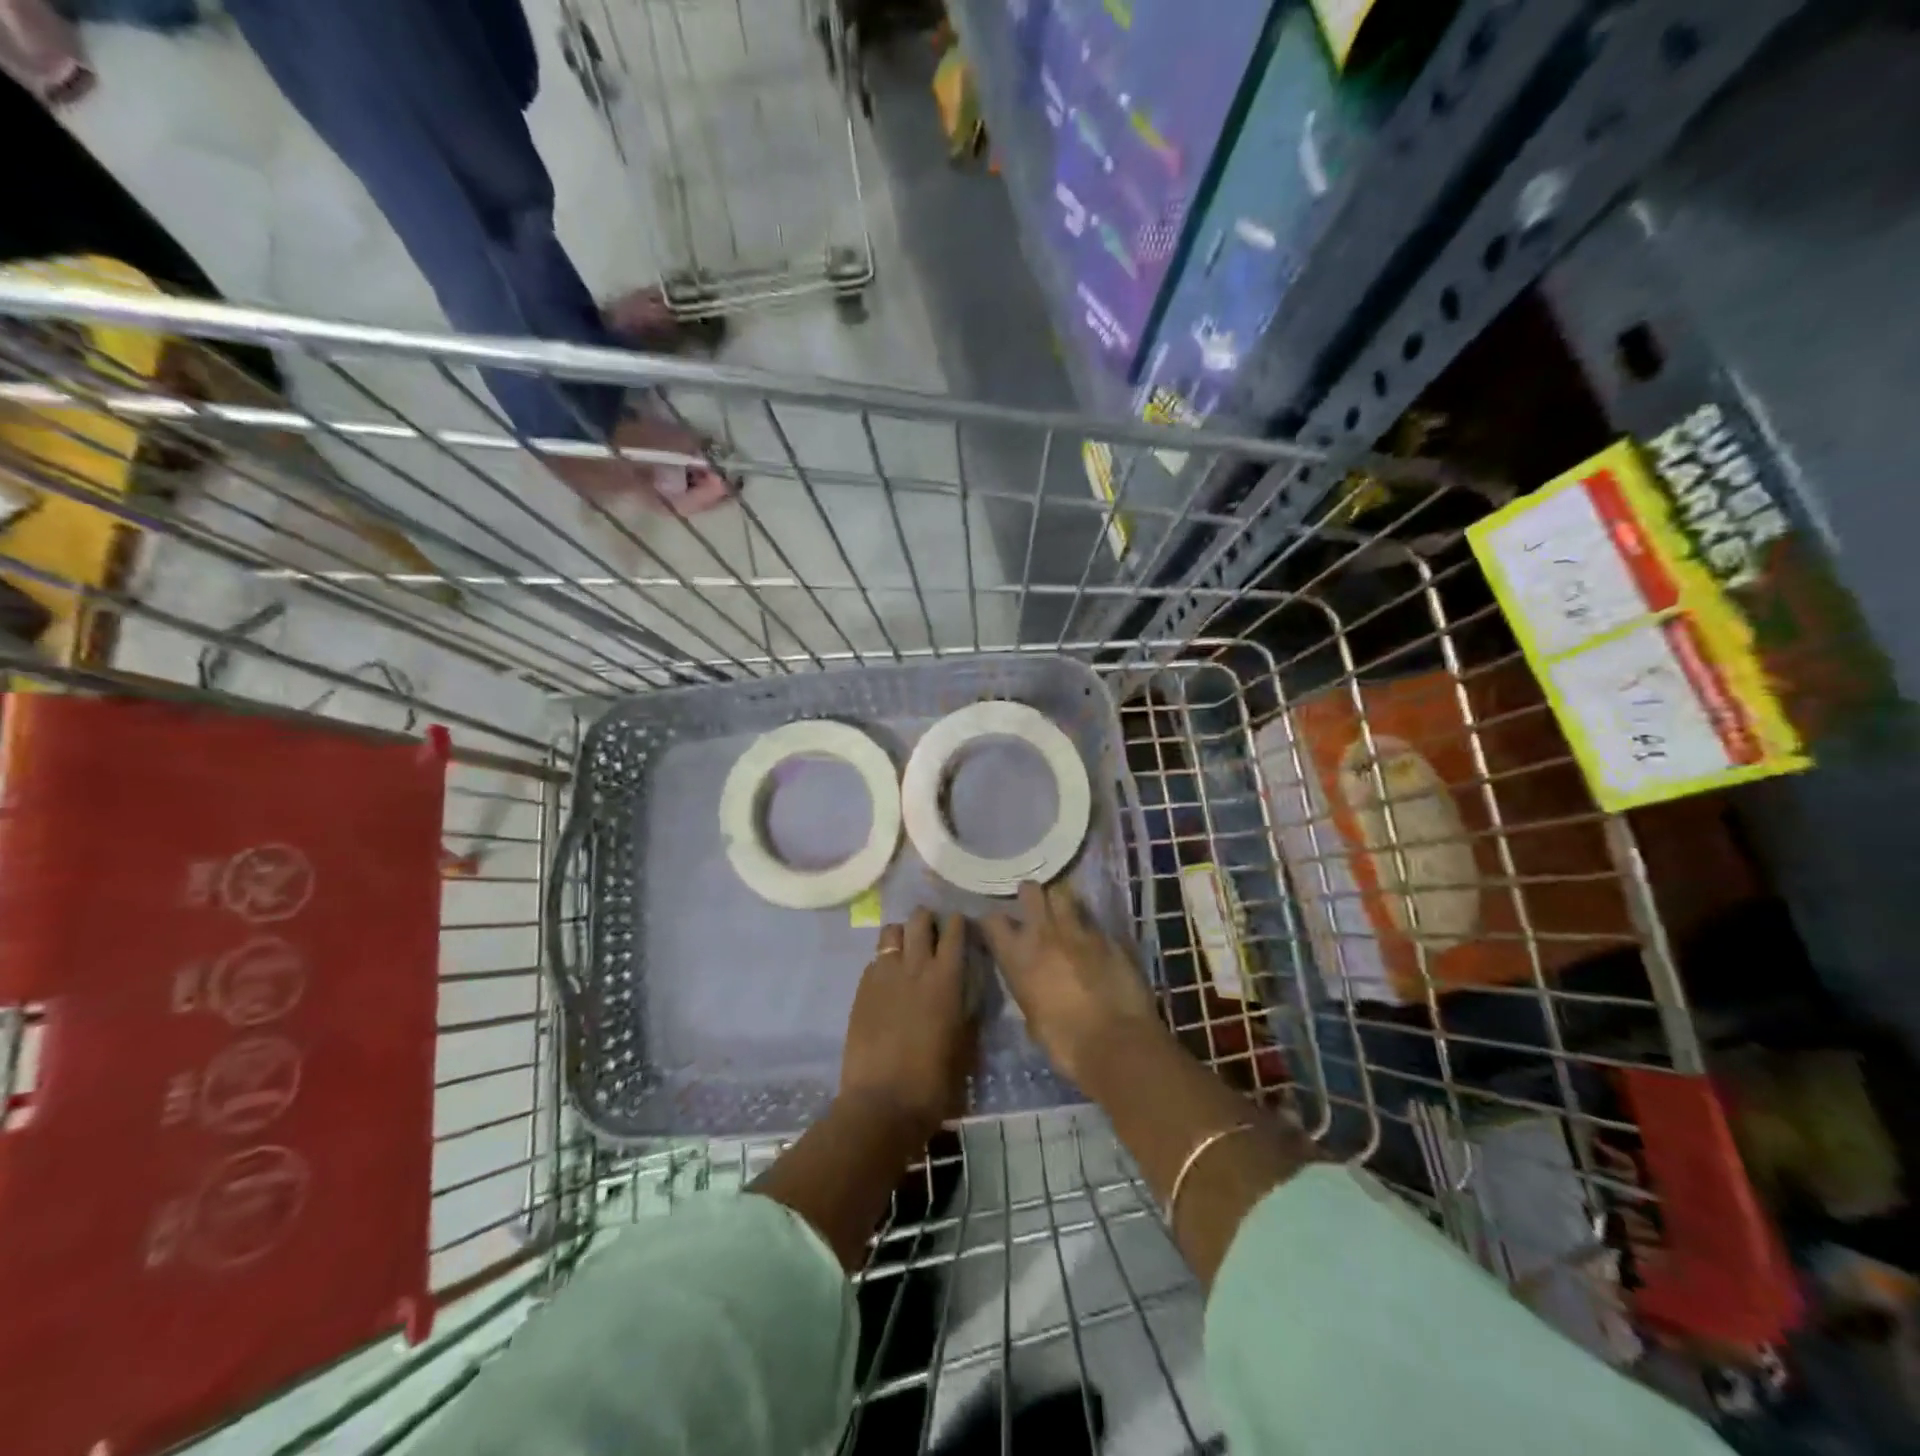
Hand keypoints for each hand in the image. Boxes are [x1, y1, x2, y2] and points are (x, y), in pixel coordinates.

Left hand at [839, 908, 976, 1139]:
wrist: (882, 1103)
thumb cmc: (934, 1081)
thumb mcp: (965, 1045)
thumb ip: (967, 1011)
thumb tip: (966, 995)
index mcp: (947, 978)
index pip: (954, 931)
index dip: (958, 923)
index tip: (960, 926)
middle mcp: (915, 966)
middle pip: (919, 920)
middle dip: (928, 920)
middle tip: (932, 933)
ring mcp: (884, 975)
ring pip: (892, 932)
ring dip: (902, 935)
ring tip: (907, 950)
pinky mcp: (862, 989)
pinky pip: (875, 960)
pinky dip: (884, 961)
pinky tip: (888, 980)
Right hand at [982, 881, 1164, 1084]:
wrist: (1116, 1044)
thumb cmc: (1065, 1043)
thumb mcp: (1032, 1018)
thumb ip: (1027, 989)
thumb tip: (1031, 983)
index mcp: (1018, 956)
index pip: (992, 921)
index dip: (993, 921)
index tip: (997, 926)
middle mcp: (1044, 933)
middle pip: (1031, 891)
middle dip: (1030, 894)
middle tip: (1033, 905)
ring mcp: (1079, 930)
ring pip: (1064, 895)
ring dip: (1060, 901)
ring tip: (1063, 911)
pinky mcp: (1109, 936)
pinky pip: (1093, 922)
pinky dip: (1090, 928)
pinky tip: (1093, 939)